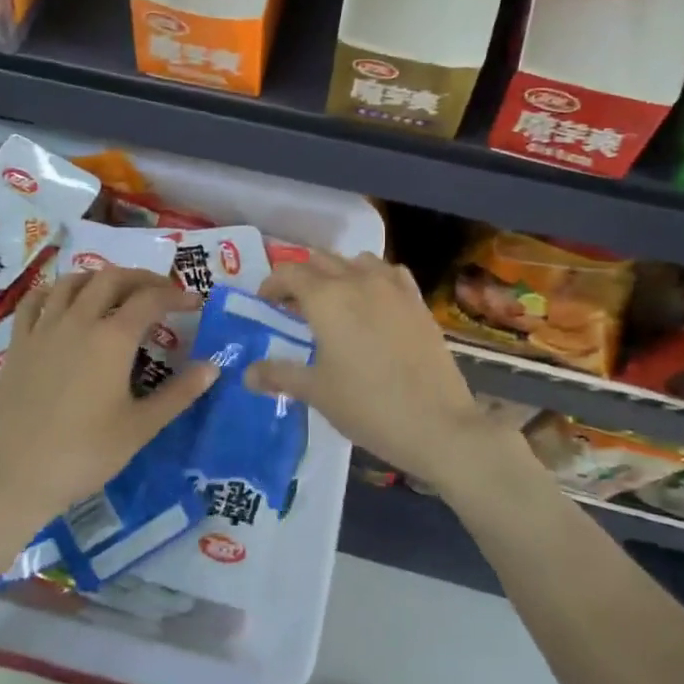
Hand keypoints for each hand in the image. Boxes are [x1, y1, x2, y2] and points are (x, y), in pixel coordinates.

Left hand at [0, 266, 217, 533]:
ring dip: (100, 278)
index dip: (176, 296)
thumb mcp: (140, 427)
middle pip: (112, 279)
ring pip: (73, 282)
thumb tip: (213, 366)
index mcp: (112, 338)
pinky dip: (54, 291)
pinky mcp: (18, 343)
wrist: (15, 476)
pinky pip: (34, 301)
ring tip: (116, 292)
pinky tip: (62, 300)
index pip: (150, 299)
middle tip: (161, 293)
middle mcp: (78, 321)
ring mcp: (43, 329)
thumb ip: (179, 393)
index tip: (195, 302)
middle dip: (141, 279)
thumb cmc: (85, 454)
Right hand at [250, 251, 507, 497]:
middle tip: (293, 305)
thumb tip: (246, 374)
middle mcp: (358, 280)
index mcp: (327, 298)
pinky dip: (372, 278)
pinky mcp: (417, 301)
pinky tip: (372, 302)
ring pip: (356, 261)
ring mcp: (393, 288)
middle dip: (301, 276)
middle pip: (321, 260)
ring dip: (337, 272)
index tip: (265, 303)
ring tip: (333, 301)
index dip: (272, 284)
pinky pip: (389, 273)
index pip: (289, 272)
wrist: (438, 423)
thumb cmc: (367, 406)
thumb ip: (279, 375)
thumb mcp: (316, 392)